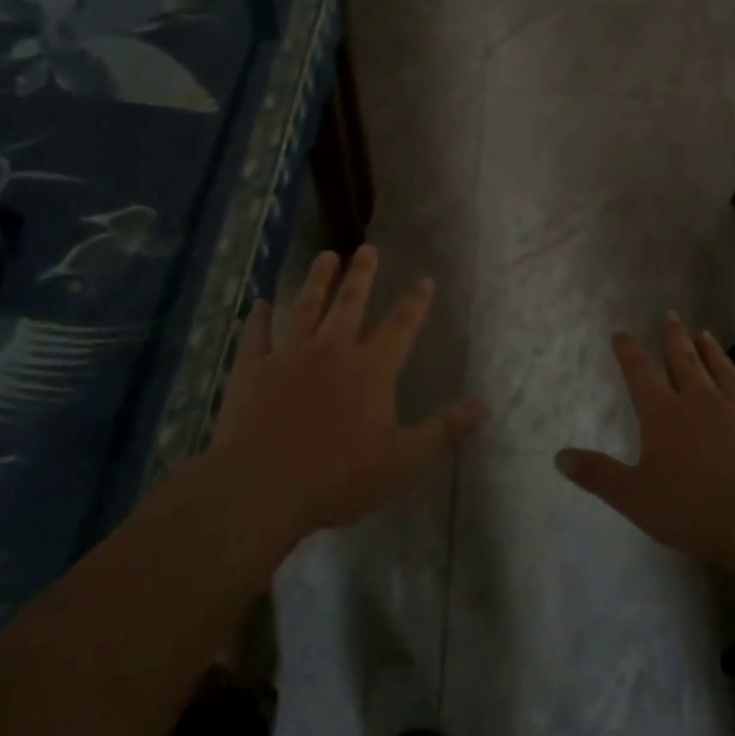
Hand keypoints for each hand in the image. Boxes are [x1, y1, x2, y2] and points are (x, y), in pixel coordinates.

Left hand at [209, 246, 487, 540]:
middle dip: (362, 274)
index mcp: (371, 368)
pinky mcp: (252, 369)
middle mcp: (332, 350)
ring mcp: (289, 355)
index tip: (426, 280)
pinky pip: (257, 335)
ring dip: (317, 280)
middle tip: (367, 248)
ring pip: (306, 307)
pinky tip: (260, 303)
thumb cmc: (338, 477)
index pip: (401, 326)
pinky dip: (259, 318)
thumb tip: (482, 405)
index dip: (416, 303)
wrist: (261, 487)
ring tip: (325, 256)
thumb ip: (444, 431)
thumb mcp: (404, 462)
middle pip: (350, 302)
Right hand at [556, 314, 734, 568]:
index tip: (620, 332)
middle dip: (674, 338)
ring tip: (706, 334)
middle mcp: (701, 402)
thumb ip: (597, 474)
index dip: (628, 351)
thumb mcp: (633, 497)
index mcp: (663, 414)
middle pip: (684, 361)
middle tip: (671, 316)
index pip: (639, 373)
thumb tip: (559, 456)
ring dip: (713, 353)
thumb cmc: (692, 509)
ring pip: (724, 373)